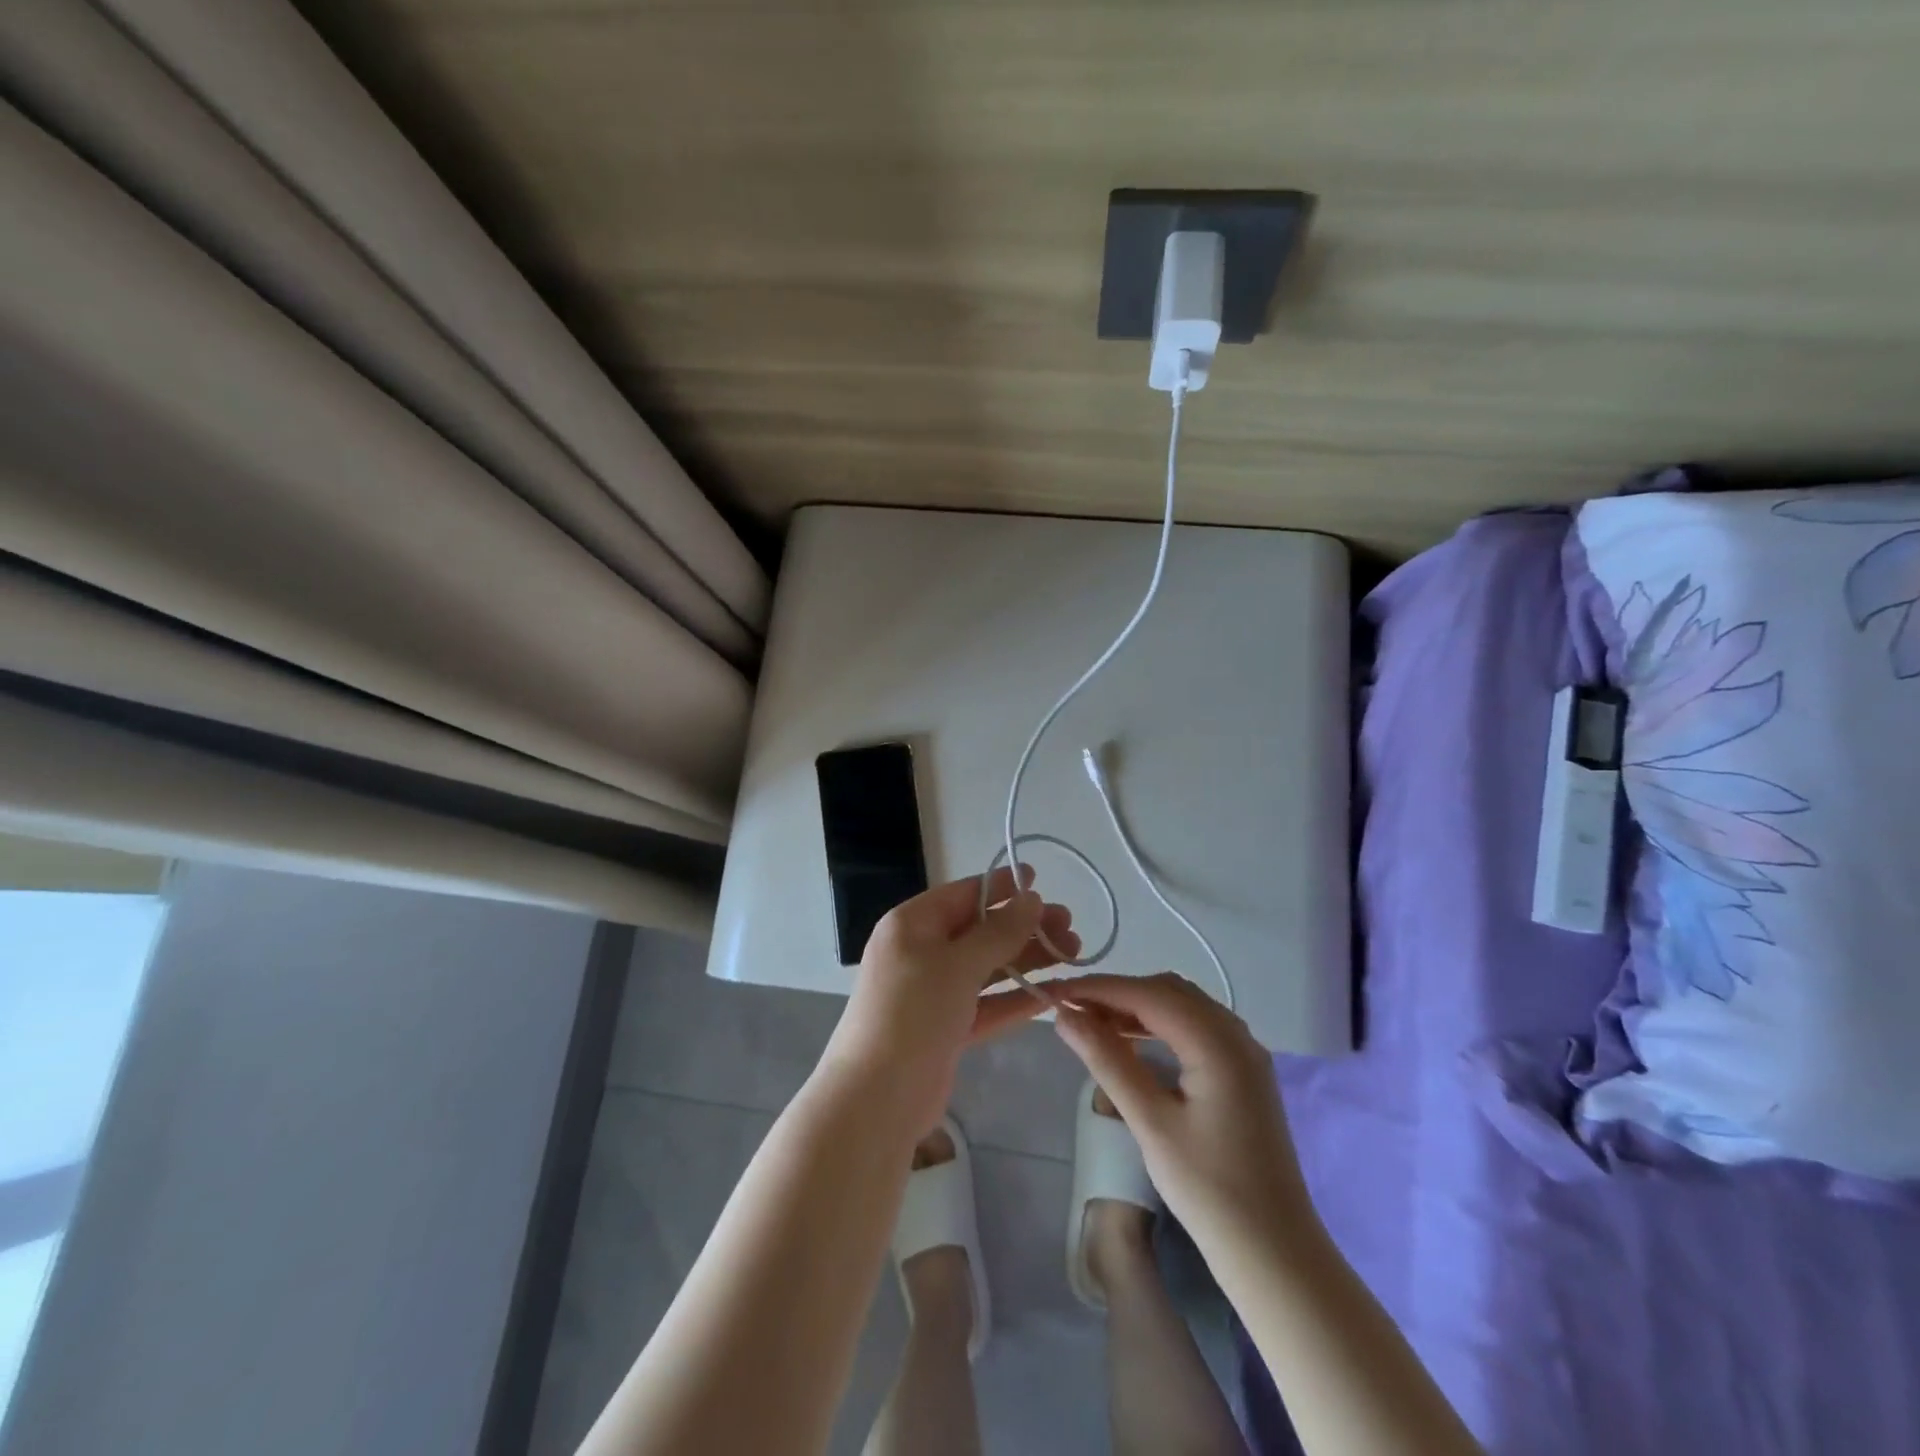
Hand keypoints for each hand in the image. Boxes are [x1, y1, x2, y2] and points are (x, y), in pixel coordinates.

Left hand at [817, 866, 1080, 1130]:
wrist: (876, 1099)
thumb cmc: (913, 1014)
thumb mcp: (957, 965)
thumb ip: (998, 932)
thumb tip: (1031, 898)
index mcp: (912, 924)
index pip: (962, 894)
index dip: (1000, 886)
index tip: (1039, 879)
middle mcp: (921, 952)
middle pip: (979, 931)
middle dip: (1024, 927)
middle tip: (1070, 926)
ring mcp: (933, 992)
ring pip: (987, 967)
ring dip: (1027, 960)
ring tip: (1073, 954)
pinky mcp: (946, 1029)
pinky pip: (986, 1004)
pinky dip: (1016, 999)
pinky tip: (1054, 994)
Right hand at [1051, 972, 1314, 1253]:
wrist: (1275, 1254)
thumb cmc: (1209, 1191)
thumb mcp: (1151, 1123)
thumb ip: (1107, 1061)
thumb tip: (1064, 1016)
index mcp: (1217, 1042)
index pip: (1148, 994)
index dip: (1099, 988)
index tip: (1055, 991)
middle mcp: (1236, 1034)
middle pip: (1168, 990)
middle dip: (1117, 993)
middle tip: (1071, 1009)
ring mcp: (1244, 1052)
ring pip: (1183, 1005)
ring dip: (1137, 1006)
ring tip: (1092, 1022)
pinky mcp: (1243, 1072)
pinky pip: (1195, 1027)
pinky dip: (1159, 1023)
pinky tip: (1132, 1041)